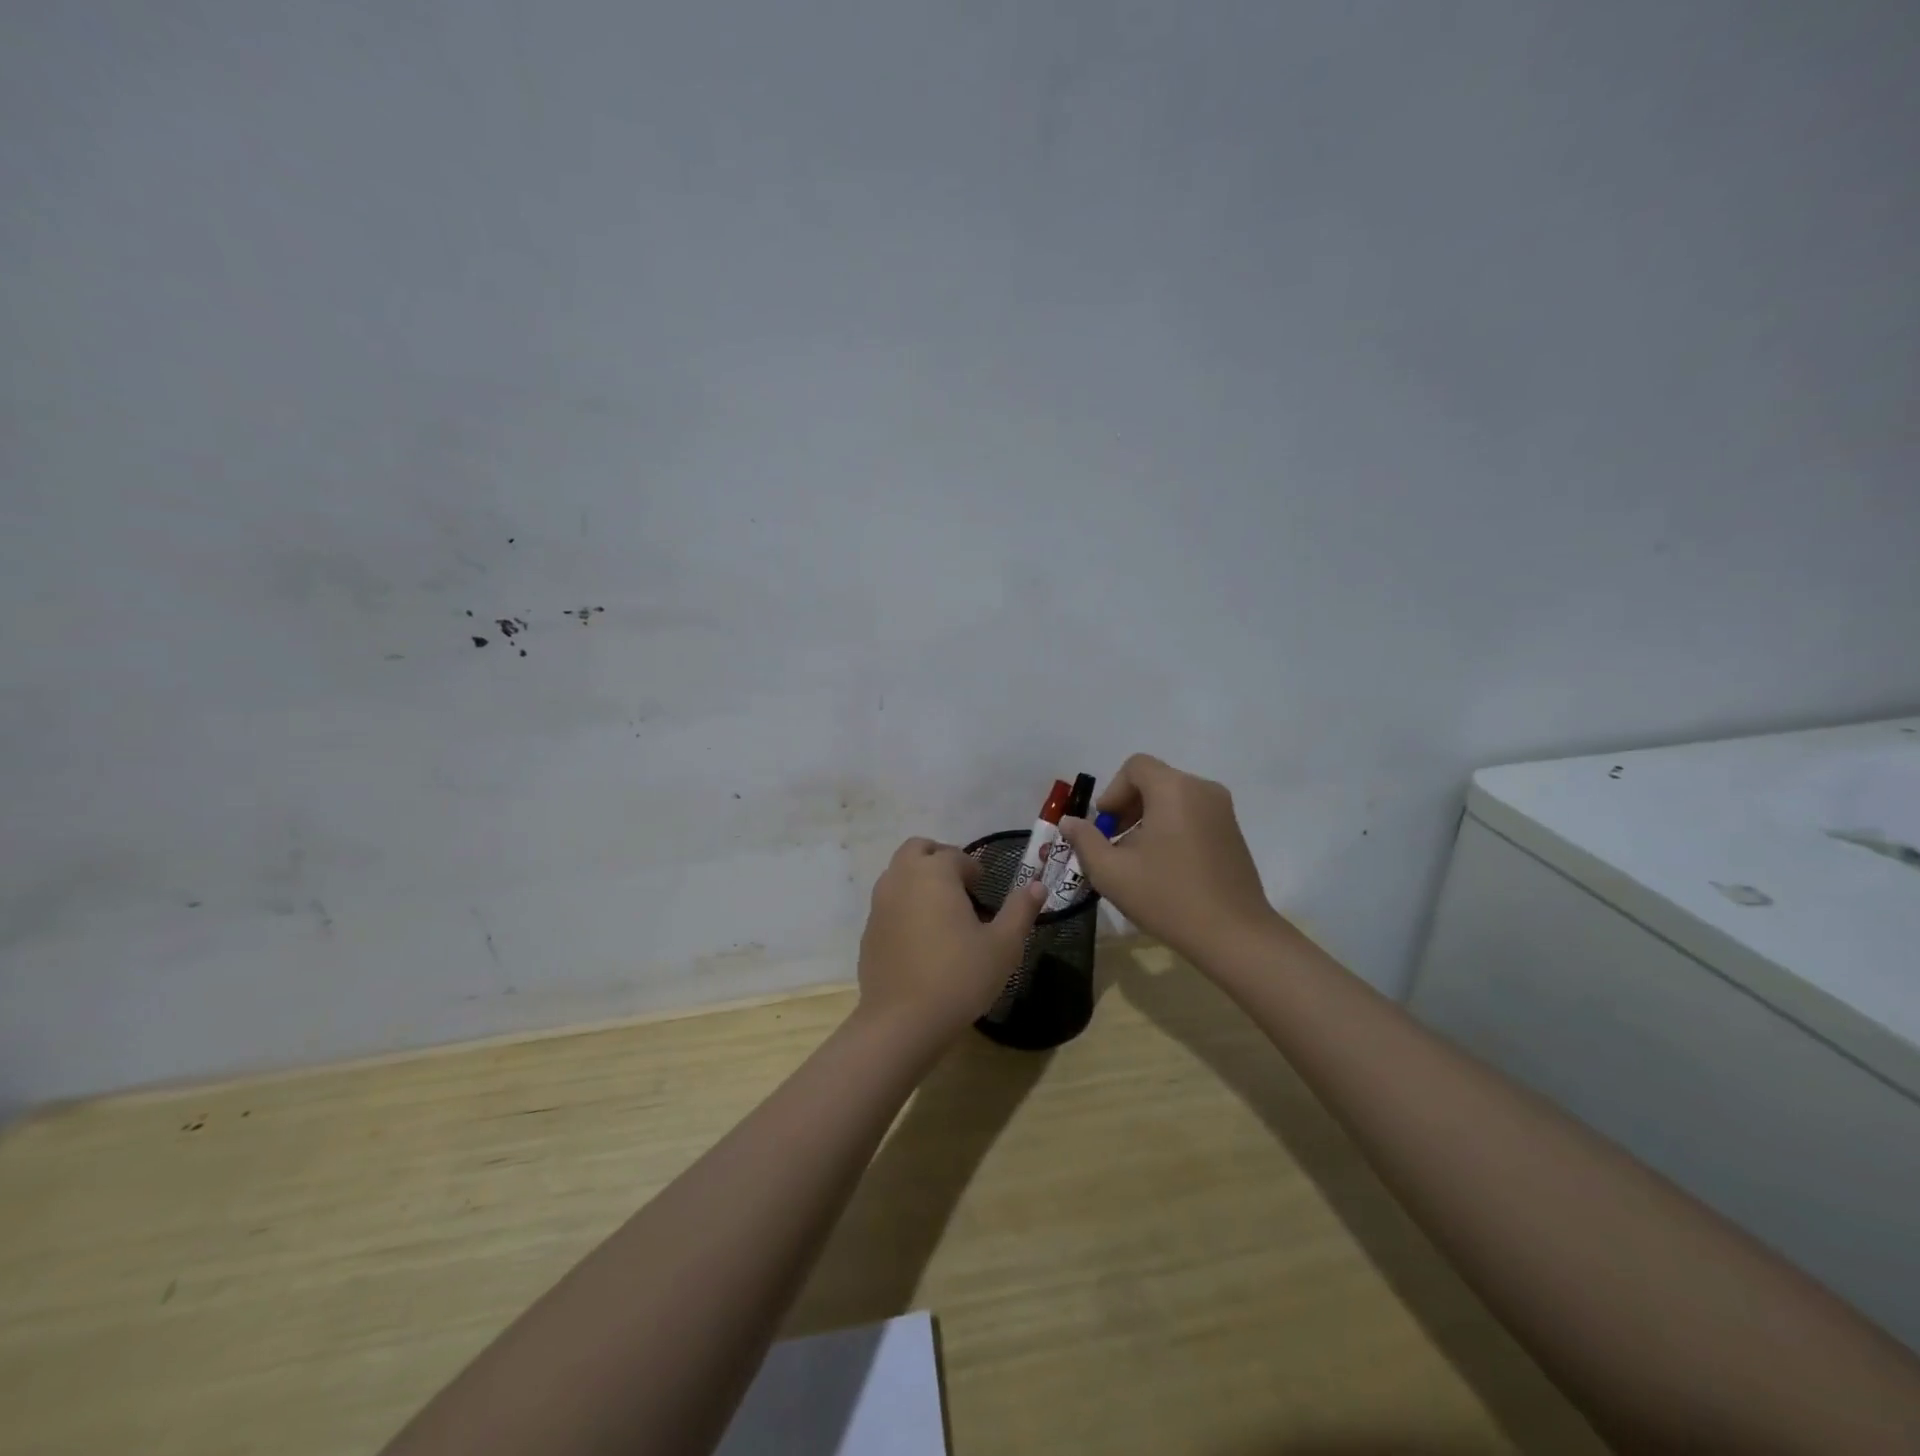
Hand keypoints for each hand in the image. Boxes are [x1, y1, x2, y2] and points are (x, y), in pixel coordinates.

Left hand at [857, 837, 1047, 1042]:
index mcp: (934, 873)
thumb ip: (1020, 910)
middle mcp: (901, 878)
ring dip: (919, 880)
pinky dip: (904, 906)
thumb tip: (1037, 885)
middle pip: (918, 850)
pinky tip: (921, 940)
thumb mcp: (1003, 945)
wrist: (902, 1021)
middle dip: (939, 859)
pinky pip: (888, 904)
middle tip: (961, 887)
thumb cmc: (959, 976)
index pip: (955, 855)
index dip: (973, 868)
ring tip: (942, 913)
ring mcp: (879, 904)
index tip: (985, 889)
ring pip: (898, 874)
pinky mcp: (868, 931)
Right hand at [1059, 754, 1279, 963]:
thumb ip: (1085, 840)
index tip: (1106, 827)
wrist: (1234, 935)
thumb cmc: (1168, 897)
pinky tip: (1165, 867)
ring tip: (1137, 860)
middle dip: (1128, 807)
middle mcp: (1203, 789)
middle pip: (1154, 781)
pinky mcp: (1233, 832)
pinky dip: (1172, 828)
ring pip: (1173, 799)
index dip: (1113, 792)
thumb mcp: (1111, 872)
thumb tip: (1069, 822)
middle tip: (1115, 844)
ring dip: (1148, 819)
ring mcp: (1223, 811)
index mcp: (1174, 789)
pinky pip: (1192, 814)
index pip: (1135, 767)